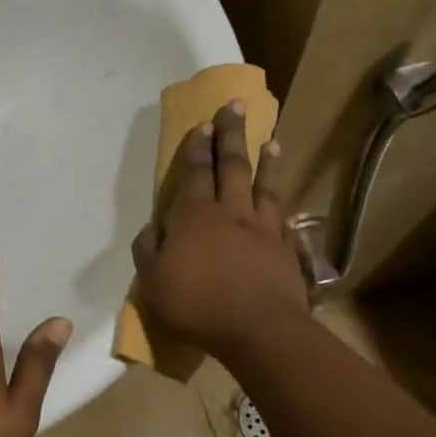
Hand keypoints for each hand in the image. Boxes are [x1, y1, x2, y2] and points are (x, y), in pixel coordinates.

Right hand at [131, 100, 308, 359]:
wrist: (259, 329)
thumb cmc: (198, 303)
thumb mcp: (153, 280)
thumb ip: (148, 250)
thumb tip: (152, 228)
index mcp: (195, 214)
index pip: (197, 170)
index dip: (199, 145)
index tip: (205, 122)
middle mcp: (231, 212)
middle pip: (232, 165)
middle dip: (232, 134)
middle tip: (237, 106)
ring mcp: (263, 229)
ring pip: (264, 187)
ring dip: (266, 162)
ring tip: (271, 141)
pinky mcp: (287, 250)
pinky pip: (284, 220)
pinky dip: (283, 207)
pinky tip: (286, 203)